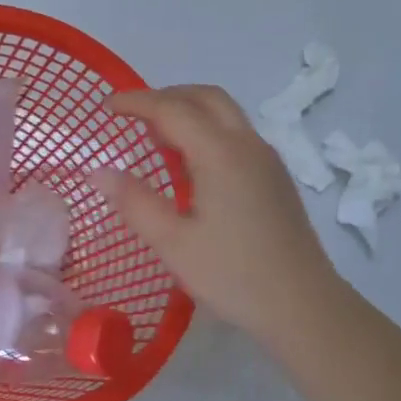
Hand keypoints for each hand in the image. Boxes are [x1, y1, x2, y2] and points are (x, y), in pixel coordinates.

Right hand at [95, 85, 341, 343]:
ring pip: (226, 113)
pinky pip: (236, 134)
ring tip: (156, 136)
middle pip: (206, 97)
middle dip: (166, 96)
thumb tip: (97, 170)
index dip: (137, 102)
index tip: (106, 105)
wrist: (303, 305)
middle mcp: (248, 144)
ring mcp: (267, 159)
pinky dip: (207, 129)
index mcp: (221, 154)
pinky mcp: (275, 177)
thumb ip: (134, 202)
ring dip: (189, 110)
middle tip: (133, 113)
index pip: (173, 109)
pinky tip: (192, 164)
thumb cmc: (233, 275)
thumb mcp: (173, 243)